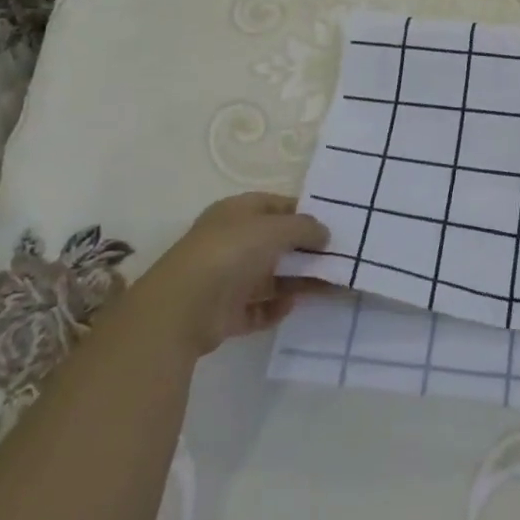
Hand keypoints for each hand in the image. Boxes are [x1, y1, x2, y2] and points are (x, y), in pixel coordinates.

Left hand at [157, 192, 330, 354]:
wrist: (182, 309)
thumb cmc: (230, 252)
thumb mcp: (275, 228)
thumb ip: (304, 228)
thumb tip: (324, 233)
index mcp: (237, 213)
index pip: (276, 206)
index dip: (304, 213)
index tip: (332, 225)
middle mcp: (231, 242)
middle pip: (276, 244)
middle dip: (305, 251)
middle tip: (337, 258)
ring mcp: (227, 278)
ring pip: (271, 277)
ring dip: (297, 281)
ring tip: (329, 286)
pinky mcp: (225, 313)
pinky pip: (258, 308)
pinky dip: (276, 308)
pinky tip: (292, 306)